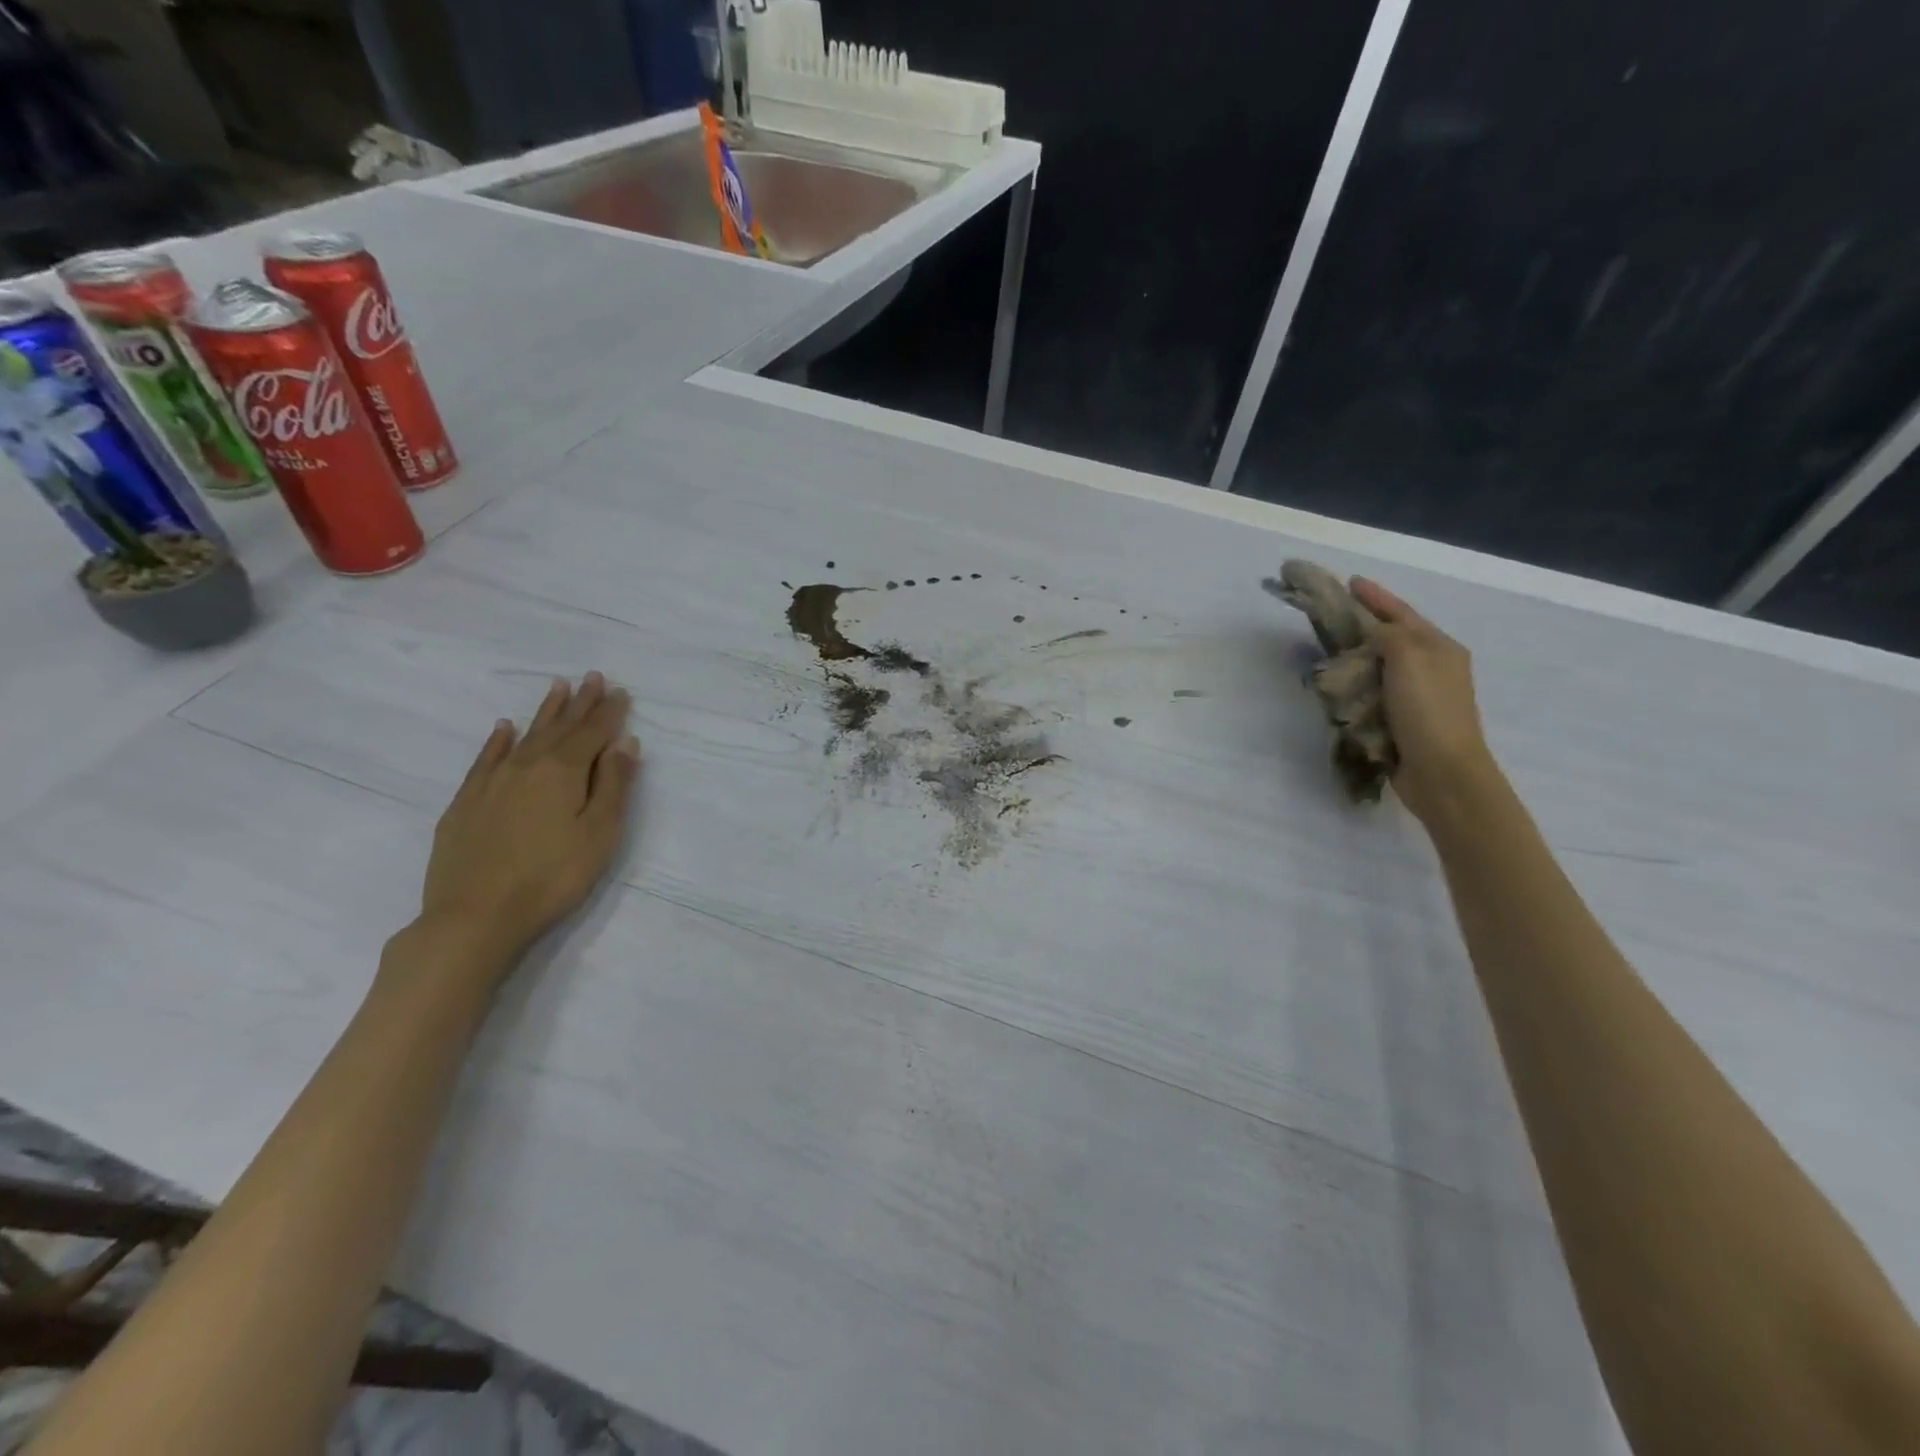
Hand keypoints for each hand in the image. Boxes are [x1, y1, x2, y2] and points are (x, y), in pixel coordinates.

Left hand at [417, 672, 641, 967]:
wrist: (476, 915)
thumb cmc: (552, 876)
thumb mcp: (599, 833)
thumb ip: (613, 784)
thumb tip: (624, 742)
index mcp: (564, 772)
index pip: (593, 733)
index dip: (610, 712)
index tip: (621, 691)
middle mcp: (527, 765)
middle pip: (560, 727)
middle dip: (580, 703)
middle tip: (592, 677)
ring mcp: (492, 782)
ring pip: (525, 736)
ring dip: (544, 712)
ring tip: (557, 688)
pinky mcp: (466, 802)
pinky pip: (487, 758)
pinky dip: (498, 740)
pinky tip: (504, 728)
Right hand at [1348, 578, 1500, 824]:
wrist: (1442, 771)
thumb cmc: (1427, 710)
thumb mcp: (1409, 659)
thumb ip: (1388, 636)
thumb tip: (1371, 631)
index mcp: (1440, 648)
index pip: (1402, 613)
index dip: (1377, 596)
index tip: (1350, 581)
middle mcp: (1433, 667)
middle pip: (1394, 636)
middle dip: (1366, 623)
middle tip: (1333, 613)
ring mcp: (1419, 695)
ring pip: (1383, 664)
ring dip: (1359, 654)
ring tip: (1329, 646)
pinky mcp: (1404, 720)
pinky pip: (1376, 691)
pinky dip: (1358, 683)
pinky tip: (1340, 683)